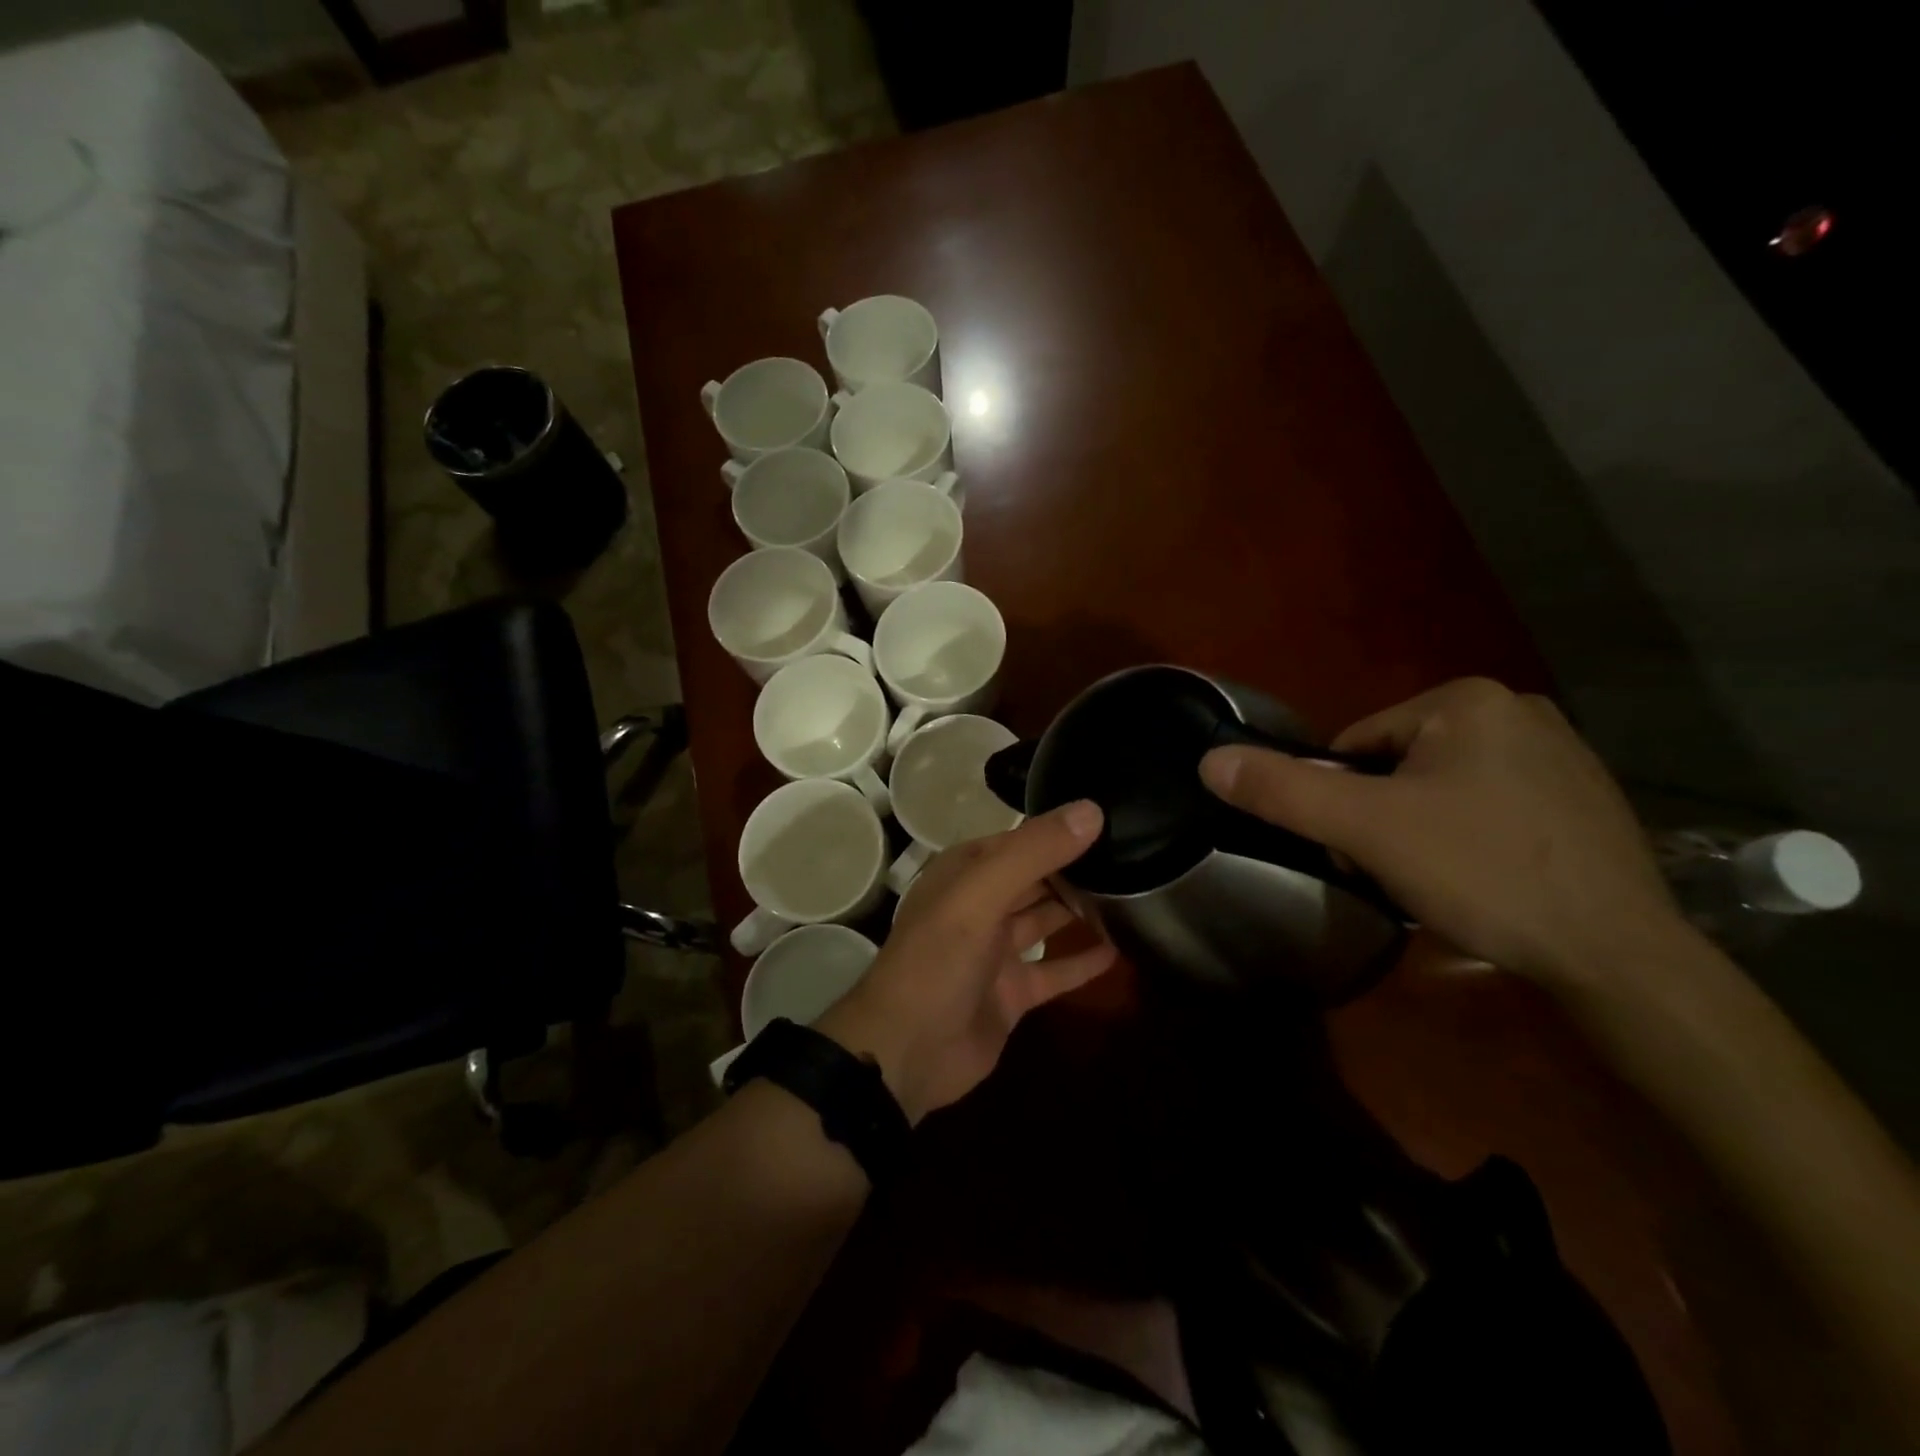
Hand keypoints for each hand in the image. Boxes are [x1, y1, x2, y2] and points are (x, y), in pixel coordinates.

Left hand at [814, 801, 1118, 1123]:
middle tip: (1134, 857)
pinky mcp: (1011, 993)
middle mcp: (980, 905)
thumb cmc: (937, 960)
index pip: (1021, 840)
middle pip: (1036, 879)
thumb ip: (1033, 853)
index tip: (1113, 822)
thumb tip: (1091, 811)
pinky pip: (1053, 971)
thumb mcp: (980, 895)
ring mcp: (995, 952)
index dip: (1061, 831)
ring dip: (1080, 912)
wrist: (906, 1052)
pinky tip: (1119, 951)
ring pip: (1045, 921)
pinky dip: (1081, 962)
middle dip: (1075, 870)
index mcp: (965, 873)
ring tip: (1133, 896)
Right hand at [1200, 678, 1688, 989]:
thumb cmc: (1481, 871)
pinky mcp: (1584, 799)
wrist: (1618, 957)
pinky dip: (1468, 837)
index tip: (1360, 850)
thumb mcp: (1365, 829)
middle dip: (1382, 816)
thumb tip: (1209, 760)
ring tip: (1439, 881)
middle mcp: (1519, 710)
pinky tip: (1483, 879)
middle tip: (1396, 870)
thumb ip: (1283, 791)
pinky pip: (1490, 806)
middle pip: (1398, 765)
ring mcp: (1561, 753)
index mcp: (1466, 699)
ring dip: (1419, 829)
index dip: (1343, 800)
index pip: (1357, 745)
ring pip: (1441, 787)